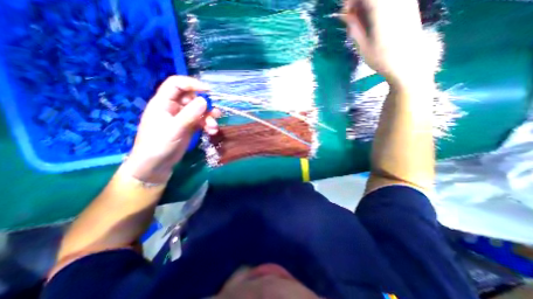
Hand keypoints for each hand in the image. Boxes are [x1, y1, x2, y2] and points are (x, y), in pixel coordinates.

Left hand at [125, 76, 220, 182]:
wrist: (156, 165)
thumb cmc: (158, 145)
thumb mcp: (174, 129)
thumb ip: (189, 114)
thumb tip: (204, 100)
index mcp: (163, 102)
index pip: (177, 84)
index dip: (192, 84)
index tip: (208, 91)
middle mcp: (174, 107)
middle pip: (192, 98)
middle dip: (205, 106)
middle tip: (215, 114)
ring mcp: (182, 118)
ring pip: (199, 111)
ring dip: (209, 118)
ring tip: (213, 127)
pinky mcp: (189, 127)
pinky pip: (201, 121)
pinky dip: (208, 125)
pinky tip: (211, 132)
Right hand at [341, 0, 432, 86]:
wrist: (408, 62)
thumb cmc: (382, 58)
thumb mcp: (363, 46)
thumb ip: (354, 27)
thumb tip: (345, 14)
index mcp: (381, 9)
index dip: (351, 0)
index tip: (346, 13)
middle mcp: (394, 1)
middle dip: (359, 2)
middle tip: (352, 16)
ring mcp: (403, 1)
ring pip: (378, 0)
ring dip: (367, 5)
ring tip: (361, 20)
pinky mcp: (408, 4)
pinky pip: (388, 2)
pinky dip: (376, 7)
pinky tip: (372, 18)